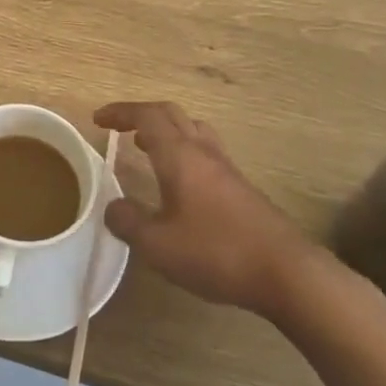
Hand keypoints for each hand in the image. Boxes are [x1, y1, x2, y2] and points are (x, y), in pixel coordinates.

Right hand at [94, 101, 324, 317]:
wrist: (287, 273)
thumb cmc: (216, 251)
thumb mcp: (158, 245)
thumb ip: (129, 222)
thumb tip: (113, 207)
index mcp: (179, 155)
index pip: (146, 116)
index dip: (120, 112)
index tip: (98, 119)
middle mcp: (203, 152)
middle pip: (172, 115)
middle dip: (142, 116)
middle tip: (121, 129)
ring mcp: (227, 169)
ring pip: (194, 131)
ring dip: (167, 131)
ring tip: (148, 149)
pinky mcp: (243, 190)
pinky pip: (207, 153)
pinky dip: (185, 153)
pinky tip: (180, 184)